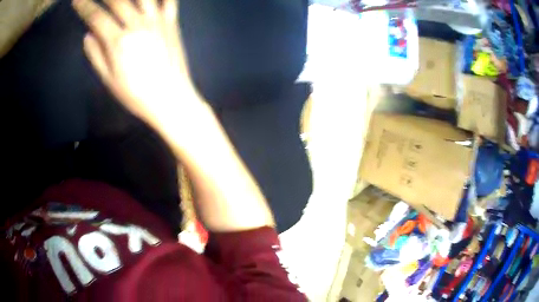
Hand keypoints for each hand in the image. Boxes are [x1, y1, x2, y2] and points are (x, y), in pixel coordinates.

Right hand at [73, 0, 195, 124]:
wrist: (170, 98)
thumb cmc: (135, 95)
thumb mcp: (109, 80)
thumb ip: (96, 55)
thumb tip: (88, 35)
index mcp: (118, 41)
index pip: (96, 17)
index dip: (84, 6)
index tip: (76, 0)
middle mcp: (137, 24)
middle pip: (117, 1)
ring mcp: (157, 21)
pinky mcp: (172, 23)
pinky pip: (170, 1)